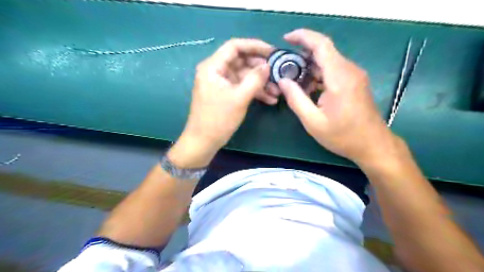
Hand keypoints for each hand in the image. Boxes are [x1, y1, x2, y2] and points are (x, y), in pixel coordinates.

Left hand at [169, 38, 270, 167]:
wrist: (204, 142)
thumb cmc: (218, 119)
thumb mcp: (239, 98)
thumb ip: (255, 79)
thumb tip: (268, 65)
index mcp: (213, 67)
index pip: (235, 46)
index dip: (255, 46)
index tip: (273, 52)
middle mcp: (216, 71)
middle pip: (242, 61)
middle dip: (261, 69)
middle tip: (278, 74)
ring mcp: (221, 83)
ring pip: (244, 76)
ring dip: (261, 83)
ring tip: (277, 91)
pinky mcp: (226, 94)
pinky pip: (242, 87)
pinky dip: (255, 92)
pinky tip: (270, 99)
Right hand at [280, 29, 396, 163]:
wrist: (373, 145)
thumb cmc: (343, 136)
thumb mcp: (313, 122)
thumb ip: (296, 99)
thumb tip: (282, 81)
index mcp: (340, 78)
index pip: (321, 45)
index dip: (303, 37)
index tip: (286, 38)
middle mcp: (349, 71)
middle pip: (324, 51)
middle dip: (302, 54)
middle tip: (284, 66)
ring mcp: (354, 76)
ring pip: (329, 61)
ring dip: (310, 66)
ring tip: (293, 79)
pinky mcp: (355, 82)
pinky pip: (334, 70)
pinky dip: (319, 74)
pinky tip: (309, 87)